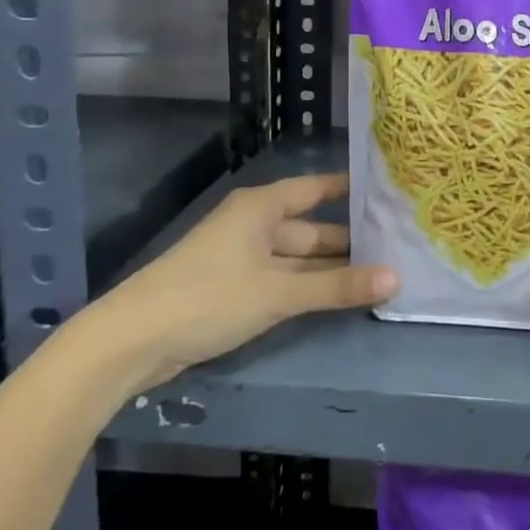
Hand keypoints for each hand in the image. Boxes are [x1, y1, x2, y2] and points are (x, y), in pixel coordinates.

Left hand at [83, 172, 394, 395]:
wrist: (131, 341)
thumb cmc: (208, 298)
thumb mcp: (278, 292)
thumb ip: (336, 286)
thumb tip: (397, 279)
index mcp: (261, 208)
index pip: (316, 188)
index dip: (349, 189)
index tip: (388, 192)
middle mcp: (254, 225)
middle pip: (311, 228)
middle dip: (349, 240)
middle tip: (397, 246)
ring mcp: (243, 258)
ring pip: (298, 258)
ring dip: (331, 269)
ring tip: (380, 273)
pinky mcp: (234, 289)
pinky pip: (283, 280)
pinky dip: (309, 287)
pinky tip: (339, 297)